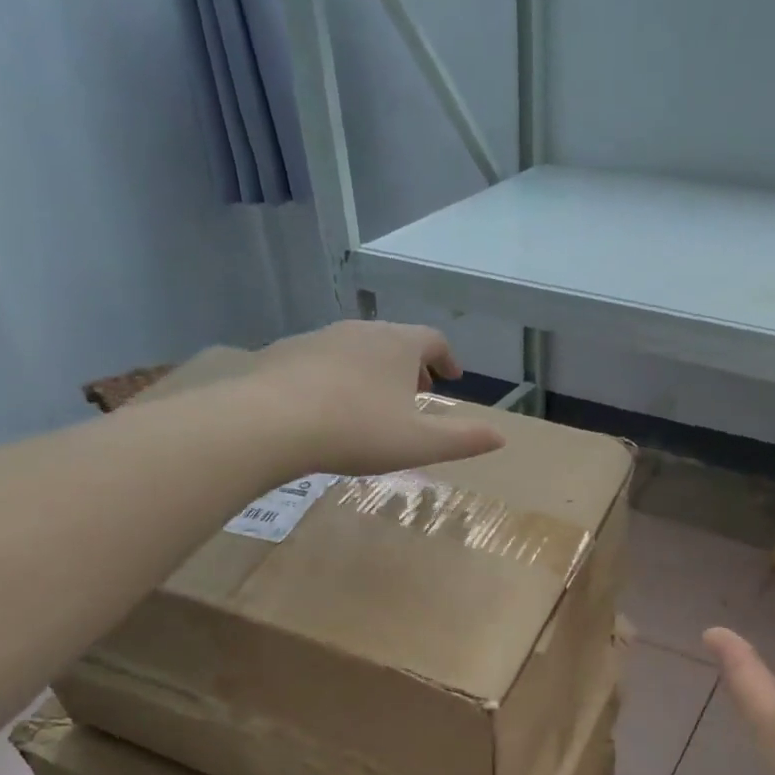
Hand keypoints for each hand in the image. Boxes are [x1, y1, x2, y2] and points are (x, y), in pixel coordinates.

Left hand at [240, 321, 504, 475]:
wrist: (272, 422)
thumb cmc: (358, 431)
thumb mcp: (419, 444)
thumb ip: (463, 439)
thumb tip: (502, 437)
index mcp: (399, 345)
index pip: (433, 340)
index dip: (446, 358)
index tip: (451, 377)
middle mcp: (362, 330)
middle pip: (396, 340)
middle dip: (411, 364)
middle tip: (416, 391)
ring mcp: (321, 337)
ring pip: (358, 348)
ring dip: (374, 369)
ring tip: (374, 400)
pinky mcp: (286, 352)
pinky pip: (323, 359)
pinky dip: (338, 375)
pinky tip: (329, 404)